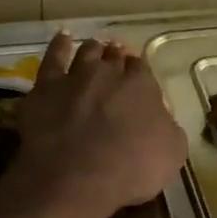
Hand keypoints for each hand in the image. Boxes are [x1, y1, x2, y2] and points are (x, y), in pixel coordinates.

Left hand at [10, 33, 187, 217]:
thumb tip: (161, 119)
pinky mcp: (45, 88)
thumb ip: (168, 128)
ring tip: (95, 47)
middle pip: (114, 57)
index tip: (137, 76)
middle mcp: (109, 73)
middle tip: (116, 57)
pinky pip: (52, 58)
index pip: (142, 69)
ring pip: (86, 52)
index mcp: (142, 86)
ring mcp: (75, 77)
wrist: (76, 178)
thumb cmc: (131, 169)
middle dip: (116, 57)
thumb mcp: (171, 154)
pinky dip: (59, 46)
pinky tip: (63, 38)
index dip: (139, 72)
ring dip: (93, 49)